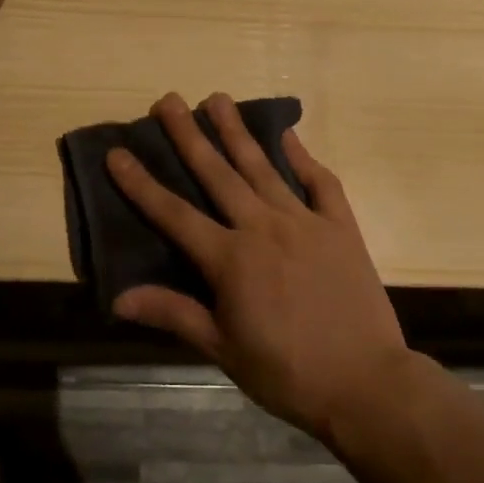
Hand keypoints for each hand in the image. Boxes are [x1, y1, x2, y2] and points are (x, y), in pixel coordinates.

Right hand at [106, 92, 410, 443]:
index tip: (117, 152)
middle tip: (169, 100)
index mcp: (230, 259)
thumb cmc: (287, 373)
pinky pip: (320, 182)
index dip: (141, 184)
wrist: (366, 384)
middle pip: (217, 174)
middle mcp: (263, 228)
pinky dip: (302, 156)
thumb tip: (118, 297)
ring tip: (218, 98)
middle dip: (189, 135)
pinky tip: (288, 134)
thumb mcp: (223, 348)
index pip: (174, 214)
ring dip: (237, 131)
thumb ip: (174, 313)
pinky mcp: (340, 226)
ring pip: (263, 167)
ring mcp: (304, 222)